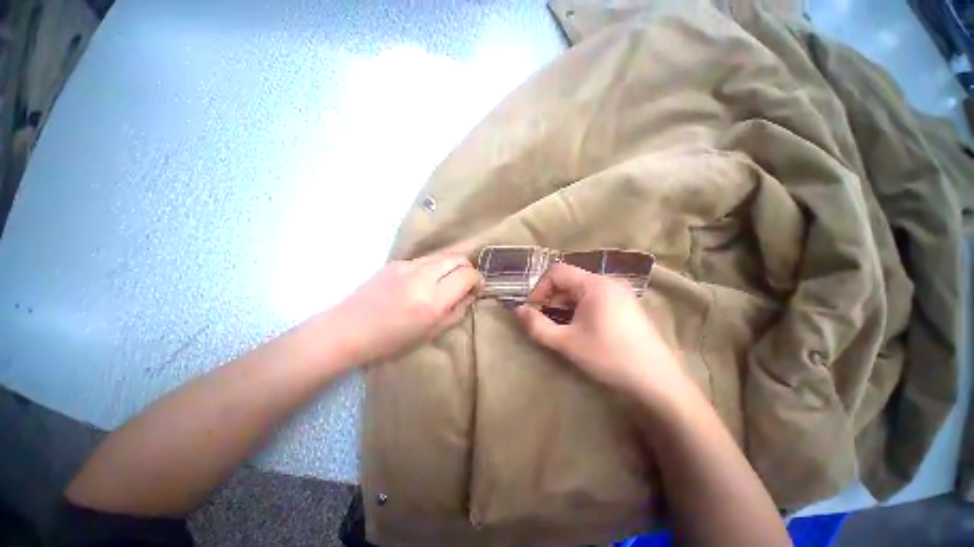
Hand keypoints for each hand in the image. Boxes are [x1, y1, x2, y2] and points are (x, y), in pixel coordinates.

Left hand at [330, 254, 481, 364]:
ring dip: (452, 265)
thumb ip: (457, 311)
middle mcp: (422, 277)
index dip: (478, 280)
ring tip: (448, 281)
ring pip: (443, 255)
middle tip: (465, 283)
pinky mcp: (397, 262)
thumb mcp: (431, 333)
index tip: (477, 288)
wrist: (348, 330)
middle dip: (468, 268)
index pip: (467, 275)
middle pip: (458, 258)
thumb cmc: (391, 341)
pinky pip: (426, 258)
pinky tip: (427, 280)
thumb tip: (471, 294)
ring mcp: (407, 266)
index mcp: (431, 301)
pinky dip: (436, 266)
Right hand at [514, 263, 688, 401]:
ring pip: (580, 290)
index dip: (539, 288)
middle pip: (569, 280)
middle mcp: (608, 282)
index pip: (557, 272)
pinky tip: (580, 329)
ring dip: (564, 305)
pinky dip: (579, 309)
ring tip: (560, 327)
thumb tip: (517, 311)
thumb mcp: (567, 342)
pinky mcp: (625, 305)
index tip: (533, 310)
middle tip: (544, 321)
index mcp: (595, 284)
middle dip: (551, 299)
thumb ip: (537, 325)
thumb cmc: (609, 357)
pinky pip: (593, 299)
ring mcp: (619, 293)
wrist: (657, 382)